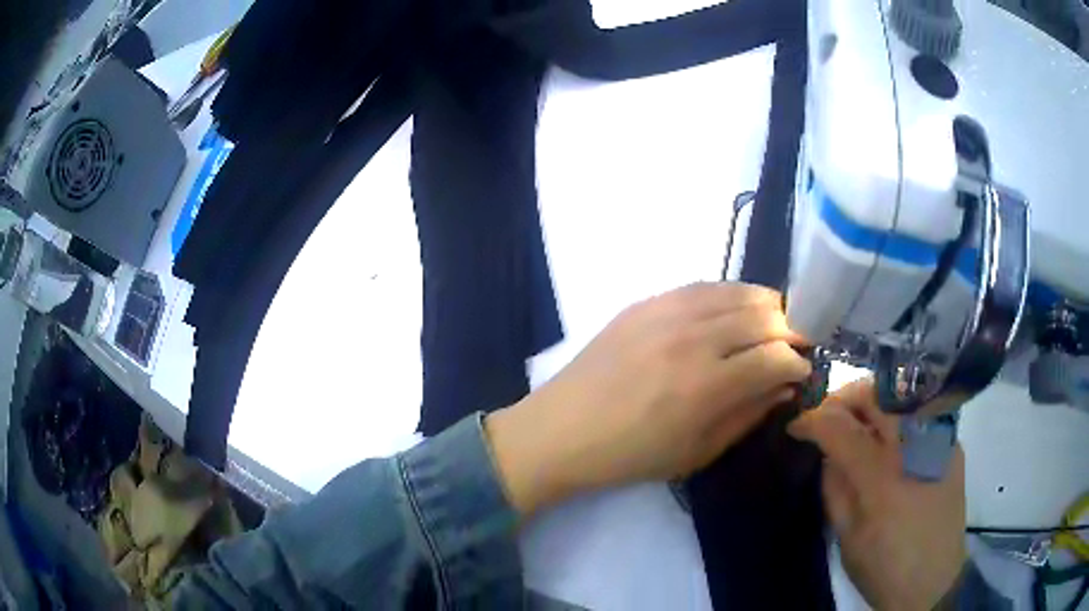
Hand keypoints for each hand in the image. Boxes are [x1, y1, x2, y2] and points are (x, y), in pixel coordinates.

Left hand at [486, 282, 811, 516]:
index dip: (798, 363)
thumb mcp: (697, 451)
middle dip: (791, 330)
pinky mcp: (646, 302)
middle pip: (764, 316)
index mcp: (706, 386)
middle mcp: (692, 339)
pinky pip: (703, 286)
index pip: (776, 357)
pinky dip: (730, 295)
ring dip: (766, 306)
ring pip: (737, 292)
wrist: (561, 430)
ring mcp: (667, 312)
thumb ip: (747, 415)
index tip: (802, 373)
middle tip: (795, 347)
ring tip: (772, 325)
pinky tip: (734, 309)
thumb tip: (784, 387)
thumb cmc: (630, 455)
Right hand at [789, 379, 967, 610]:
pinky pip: (919, 415)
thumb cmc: (884, 566)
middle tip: (826, 417)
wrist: (934, 581)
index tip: (795, 426)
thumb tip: (828, 453)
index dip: (811, 420)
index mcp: (882, 477)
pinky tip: (888, 443)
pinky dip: (896, 419)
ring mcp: (938, 439)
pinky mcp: (951, 444)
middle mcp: (913, 446)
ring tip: (854, 426)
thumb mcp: (847, 537)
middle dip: (843, 398)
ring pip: (899, 396)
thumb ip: (835, 488)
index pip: (840, 427)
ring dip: (870, 404)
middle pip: (875, 394)